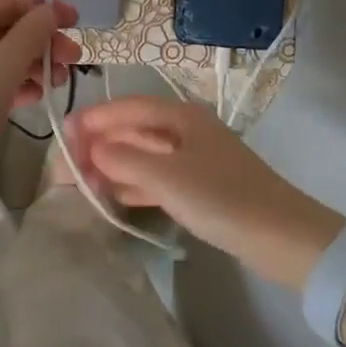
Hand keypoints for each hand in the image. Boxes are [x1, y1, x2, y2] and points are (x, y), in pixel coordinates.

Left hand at [0, 0, 81, 145]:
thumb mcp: (9, 57)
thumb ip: (35, 30)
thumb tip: (51, 11)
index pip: (7, 3)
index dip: (44, 10)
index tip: (75, 21)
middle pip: (6, 32)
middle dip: (43, 44)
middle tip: (72, 59)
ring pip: (1, 58)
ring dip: (34, 66)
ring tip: (59, 83)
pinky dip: (16, 84)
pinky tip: (37, 96)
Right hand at [65, 97, 344, 288]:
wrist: (283, 238)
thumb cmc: (221, 197)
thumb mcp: (165, 176)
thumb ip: (122, 158)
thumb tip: (90, 148)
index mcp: (181, 116)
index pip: (126, 108)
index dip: (93, 119)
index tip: (62, 134)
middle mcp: (186, 131)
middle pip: (133, 132)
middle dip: (98, 146)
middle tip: (64, 167)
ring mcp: (194, 160)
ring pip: (142, 157)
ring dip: (112, 166)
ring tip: (80, 183)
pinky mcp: (200, 188)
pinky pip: (156, 179)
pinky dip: (133, 184)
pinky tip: (112, 196)